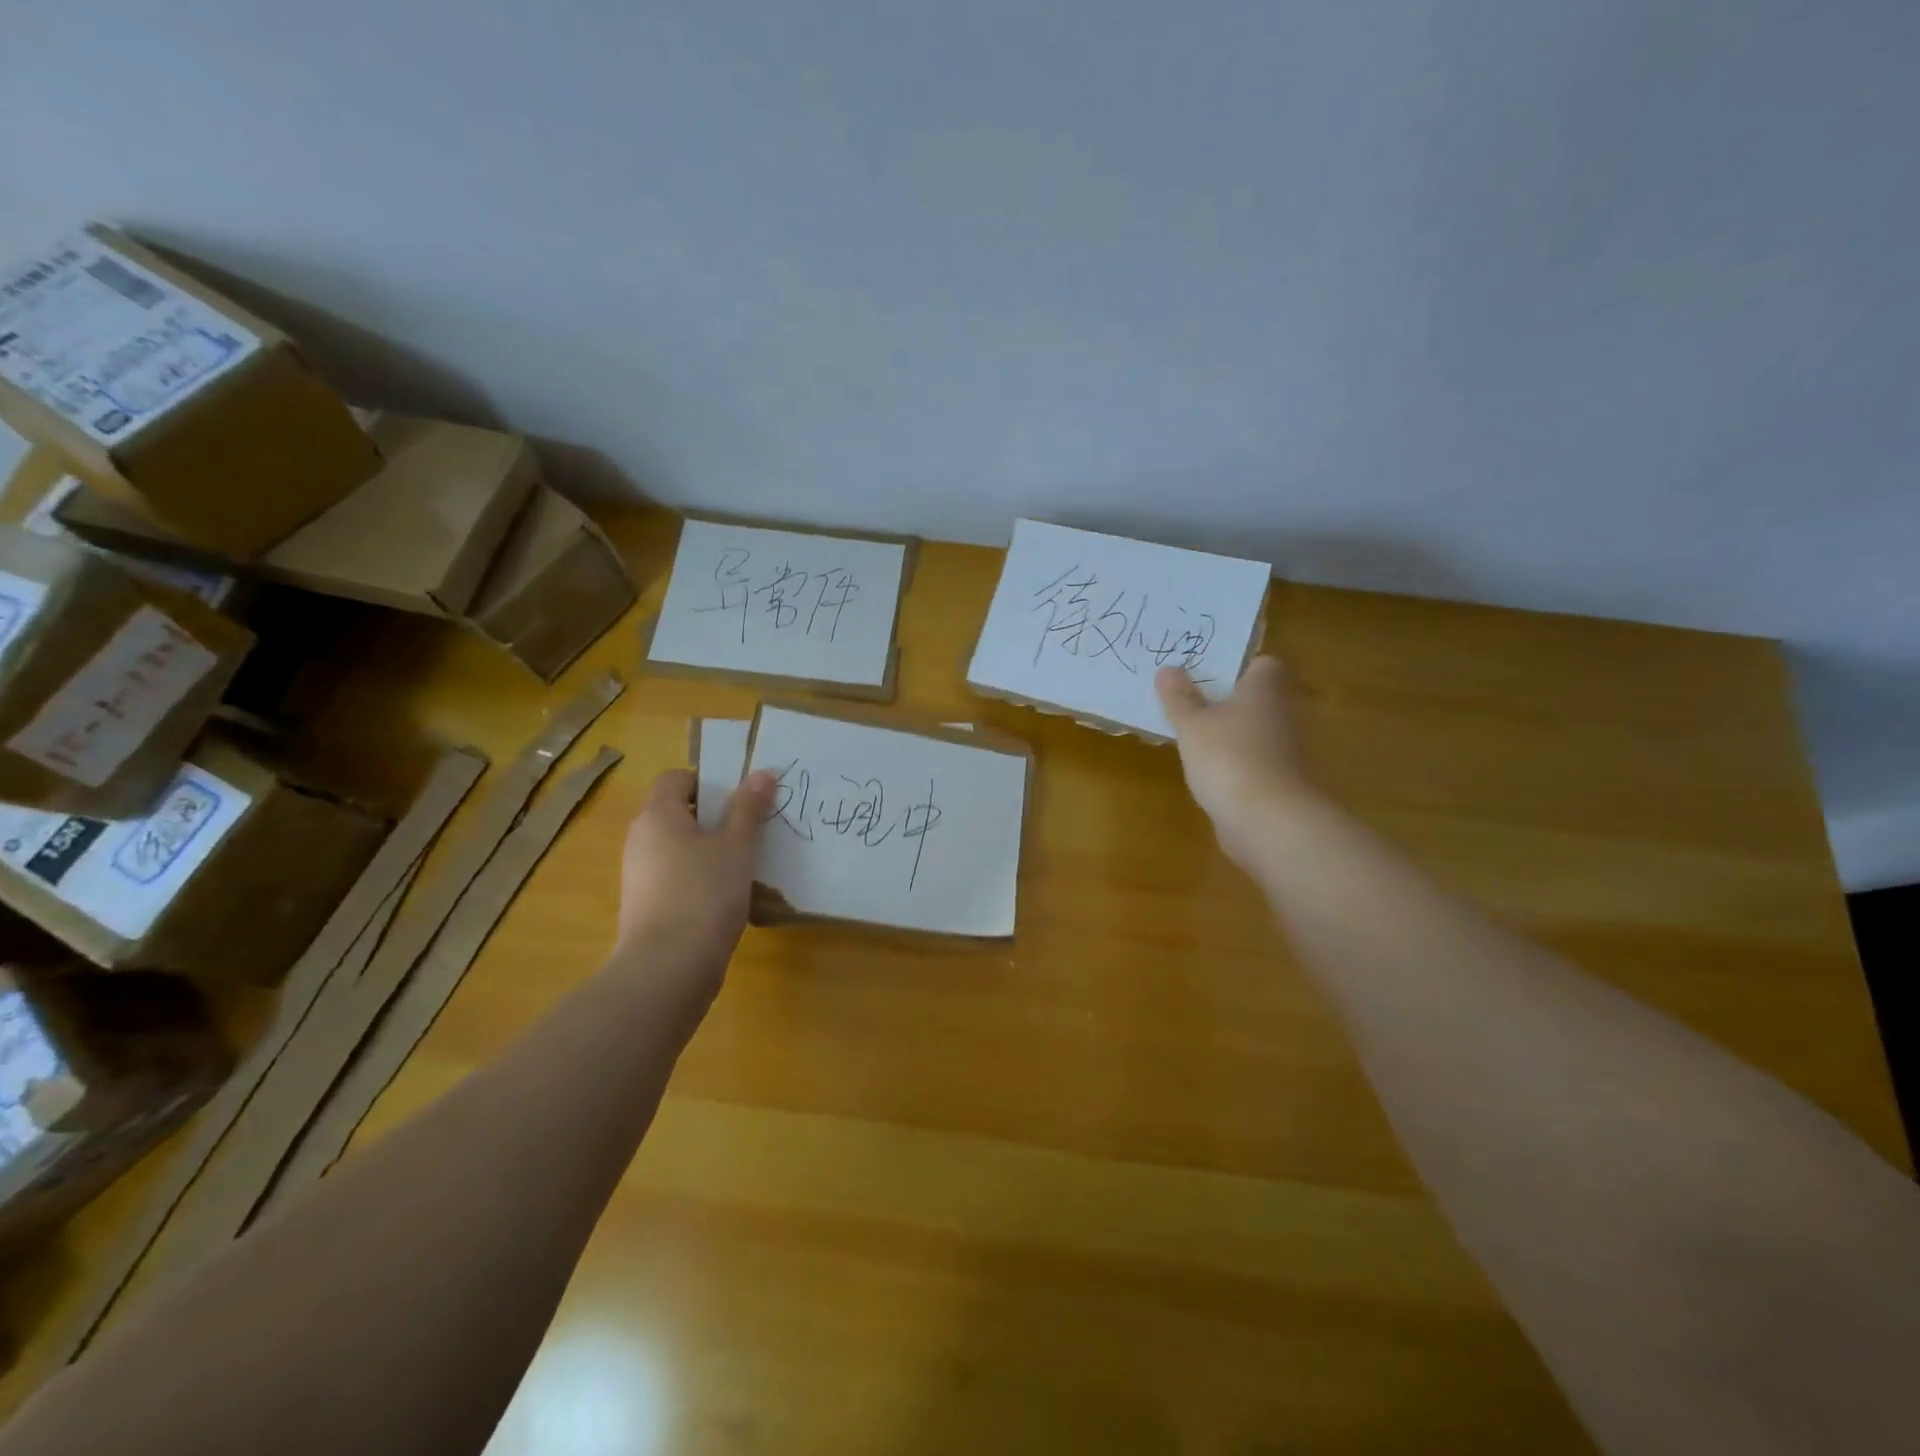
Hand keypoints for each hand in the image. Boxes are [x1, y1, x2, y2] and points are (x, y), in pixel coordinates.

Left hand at [614, 767, 777, 989]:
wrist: (668, 968)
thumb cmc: (704, 893)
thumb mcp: (736, 846)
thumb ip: (748, 808)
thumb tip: (762, 773)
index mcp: (657, 815)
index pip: (676, 778)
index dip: (708, 781)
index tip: (740, 797)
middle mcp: (641, 839)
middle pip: (677, 812)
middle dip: (715, 816)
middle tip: (752, 826)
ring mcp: (640, 875)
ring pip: (679, 847)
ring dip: (710, 848)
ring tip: (747, 861)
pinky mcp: (646, 905)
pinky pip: (676, 876)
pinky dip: (700, 876)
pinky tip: (728, 894)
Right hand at [1155, 656, 1312, 867]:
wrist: (1267, 820)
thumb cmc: (1228, 757)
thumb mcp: (1192, 724)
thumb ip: (1179, 698)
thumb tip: (1168, 668)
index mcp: (1264, 690)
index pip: (1264, 664)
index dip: (1239, 666)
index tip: (1208, 672)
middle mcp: (1281, 715)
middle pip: (1258, 698)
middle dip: (1228, 700)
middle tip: (1189, 700)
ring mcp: (1283, 751)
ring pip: (1254, 730)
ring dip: (1230, 733)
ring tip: (1192, 735)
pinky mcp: (1278, 782)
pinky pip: (1253, 761)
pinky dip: (1234, 762)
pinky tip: (1207, 771)